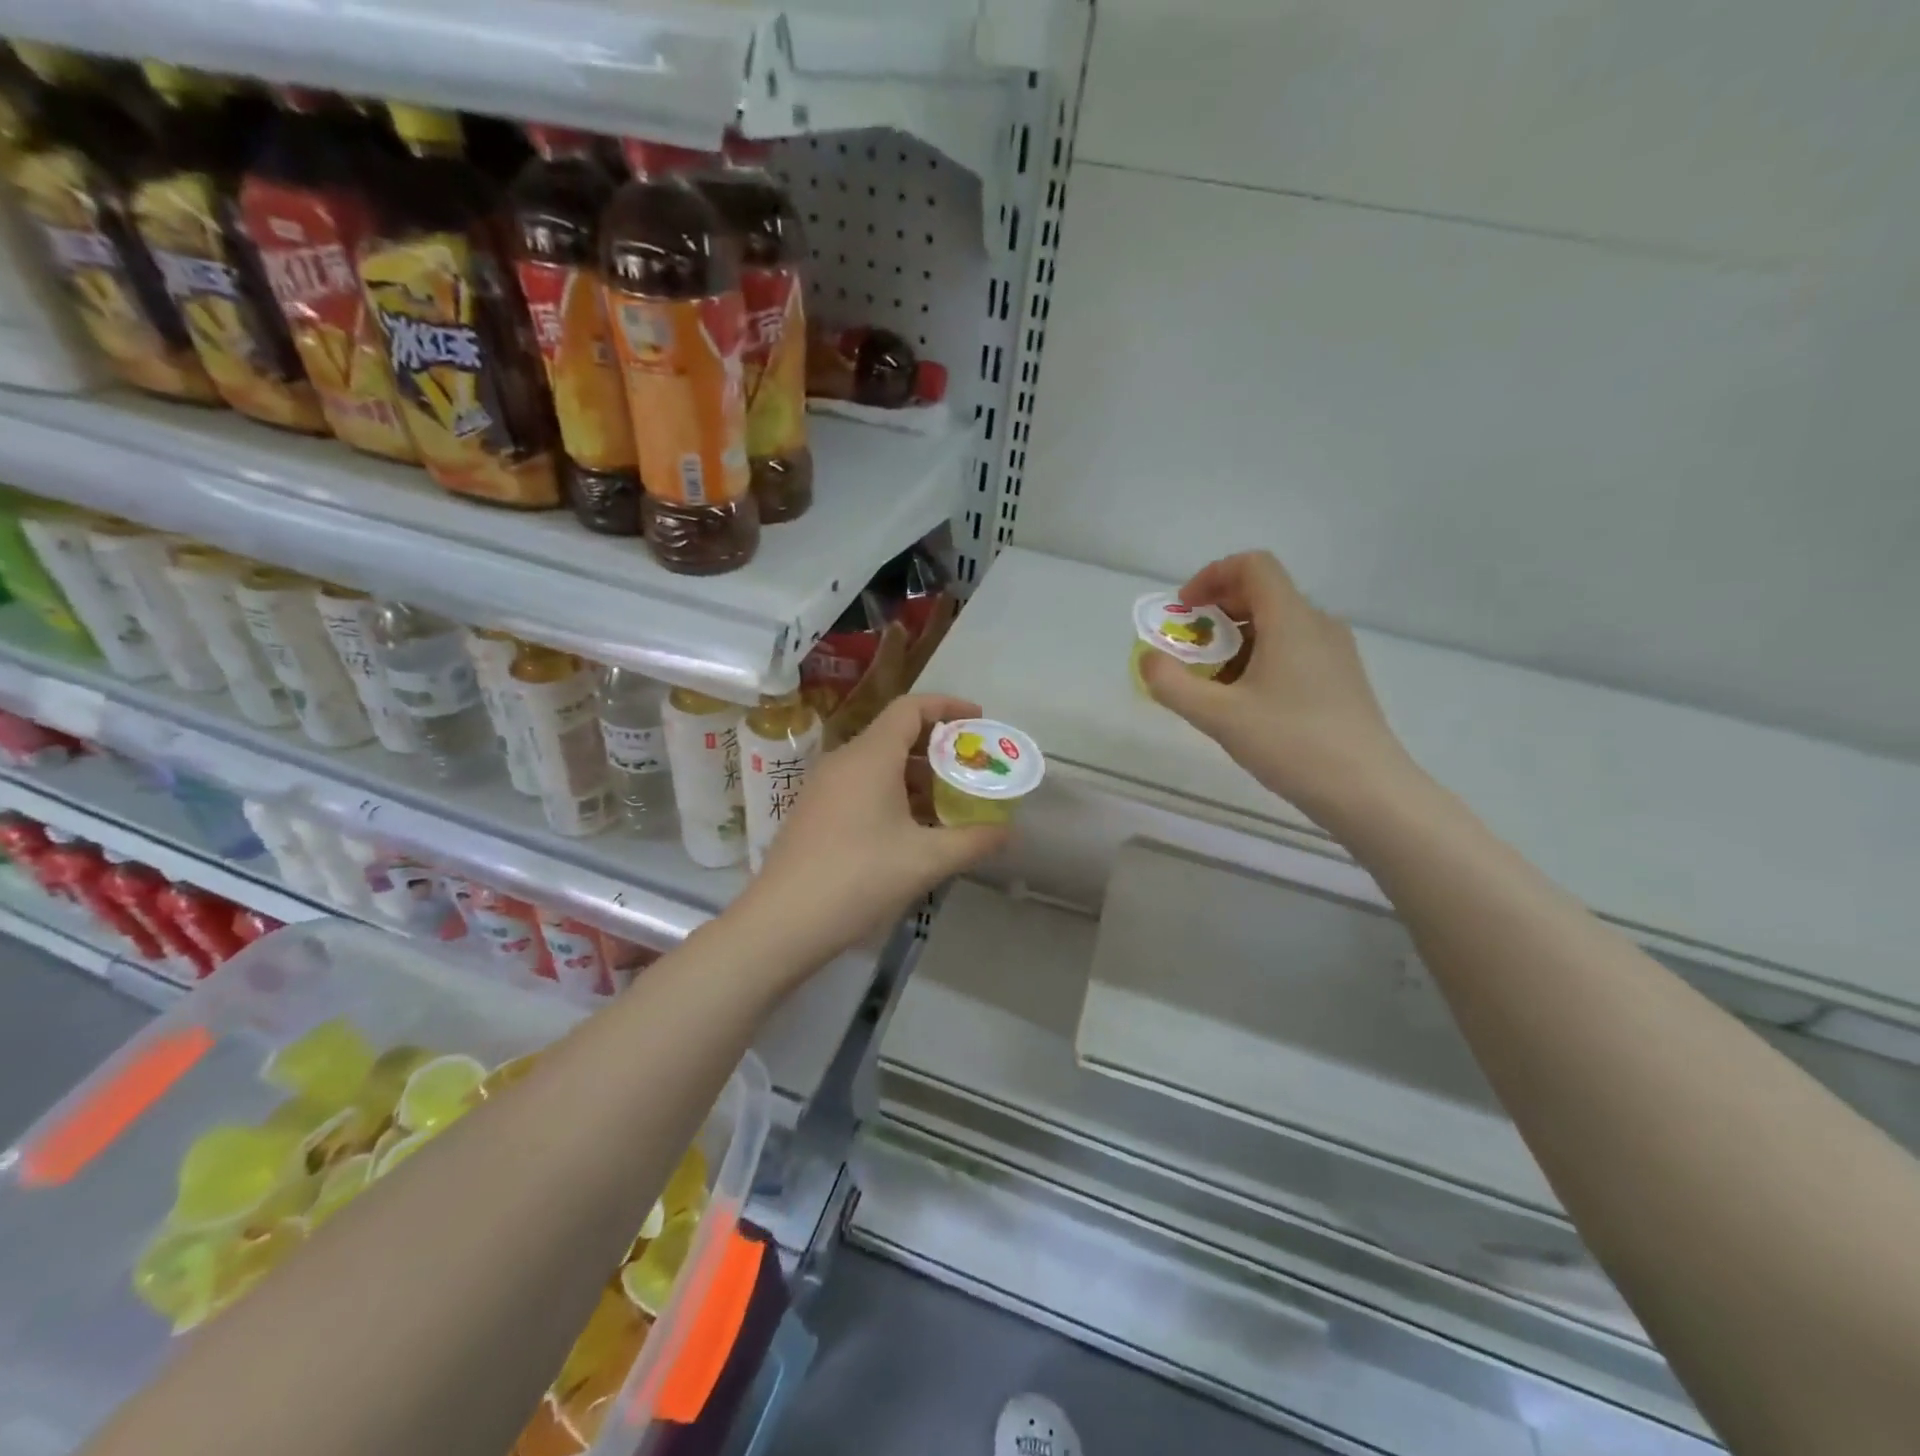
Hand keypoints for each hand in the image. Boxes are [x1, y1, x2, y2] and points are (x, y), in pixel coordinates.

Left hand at [739, 694, 1009, 968]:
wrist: (782, 922)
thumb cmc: (859, 878)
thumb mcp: (926, 860)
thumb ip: (974, 841)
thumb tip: (1007, 831)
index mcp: (871, 756)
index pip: (911, 708)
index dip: (949, 707)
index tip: (979, 722)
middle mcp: (844, 760)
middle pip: (896, 734)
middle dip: (939, 747)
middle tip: (973, 769)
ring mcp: (824, 786)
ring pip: (879, 764)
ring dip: (918, 775)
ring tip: (952, 802)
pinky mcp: (815, 811)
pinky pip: (862, 786)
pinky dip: (894, 794)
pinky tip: (914, 829)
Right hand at [1140, 552, 1416, 817]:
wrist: (1367, 791)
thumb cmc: (1292, 744)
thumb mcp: (1219, 716)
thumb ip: (1172, 684)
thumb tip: (1147, 659)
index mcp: (1291, 619)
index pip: (1252, 565)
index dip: (1211, 576)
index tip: (1184, 610)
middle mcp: (1317, 624)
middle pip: (1262, 594)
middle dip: (1216, 613)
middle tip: (1188, 650)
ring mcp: (1334, 652)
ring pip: (1277, 624)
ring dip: (1235, 640)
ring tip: (1211, 682)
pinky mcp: (1340, 679)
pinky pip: (1293, 649)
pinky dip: (1260, 659)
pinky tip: (1245, 702)